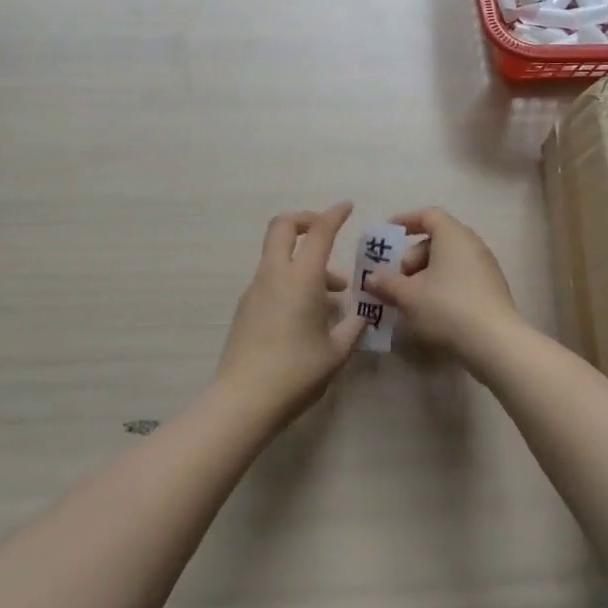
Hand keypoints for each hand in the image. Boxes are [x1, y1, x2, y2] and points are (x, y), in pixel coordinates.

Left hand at [215, 202, 366, 425]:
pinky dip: (291, 278)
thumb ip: (353, 328)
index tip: (347, 207)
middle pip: (283, 226)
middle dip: (306, 220)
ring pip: (278, 254)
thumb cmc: (296, 373)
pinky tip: (308, 311)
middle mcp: (274, 274)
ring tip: (332, 293)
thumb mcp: (336, 352)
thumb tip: (363, 315)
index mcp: (301, 278)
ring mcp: (255, 289)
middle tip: (327, 234)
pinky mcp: (246, 306)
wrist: (244, 400)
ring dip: (303, 258)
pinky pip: (271, 277)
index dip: (334, 215)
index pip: (319, 232)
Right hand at [361, 208, 522, 365]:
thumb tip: (372, 278)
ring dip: (425, 275)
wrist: (495, 342)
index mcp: (453, 235)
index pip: (428, 215)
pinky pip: (461, 277)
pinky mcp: (492, 290)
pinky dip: (442, 286)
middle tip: (397, 278)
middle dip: (412, 256)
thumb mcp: (408, 295)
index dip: (406, 221)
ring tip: (410, 298)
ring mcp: (486, 267)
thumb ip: (387, 283)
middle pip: (437, 239)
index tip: (388, 235)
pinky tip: (430, 310)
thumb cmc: (446, 307)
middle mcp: (472, 244)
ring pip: (449, 261)